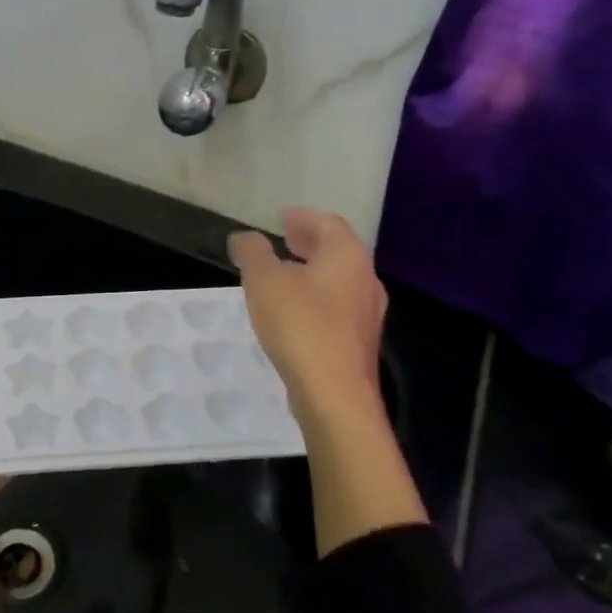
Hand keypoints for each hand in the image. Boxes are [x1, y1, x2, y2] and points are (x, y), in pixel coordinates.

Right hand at [228, 209, 387, 417]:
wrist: (335, 395)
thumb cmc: (300, 326)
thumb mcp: (264, 282)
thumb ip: (253, 253)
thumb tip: (244, 237)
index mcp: (347, 256)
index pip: (329, 223)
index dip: (304, 218)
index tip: (283, 218)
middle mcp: (365, 279)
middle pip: (338, 251)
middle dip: (310, 243)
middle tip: (285, 240)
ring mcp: (367, 314)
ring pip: (340, 280)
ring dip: (314, 271)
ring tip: (285, 274)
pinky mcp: (359, 342)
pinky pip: (338, 306)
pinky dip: (318, 297)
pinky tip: (296, 311)